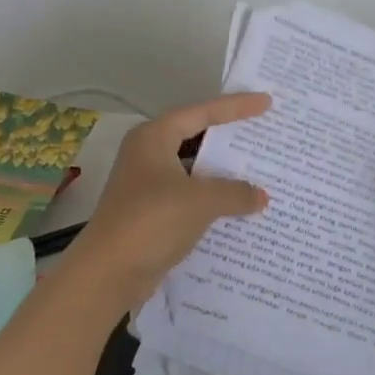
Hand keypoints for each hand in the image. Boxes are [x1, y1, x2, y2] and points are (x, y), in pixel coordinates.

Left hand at [65, 93, 272, 308]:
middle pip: (195, 137)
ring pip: (193, 169)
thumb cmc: (151, 221)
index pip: (201, 112)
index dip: (235, 106)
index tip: (266, 102)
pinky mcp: (150, 211)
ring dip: (222, 173)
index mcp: (154, 137)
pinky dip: (211, 198)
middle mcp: (147, 154)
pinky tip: (238, 207)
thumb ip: (235, 192)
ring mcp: (147, 184)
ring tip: (258, 171)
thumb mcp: (200, 201)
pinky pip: (189, 195)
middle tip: (263, 133)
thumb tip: (261, 196)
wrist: (108, 272)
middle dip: (228, 139)